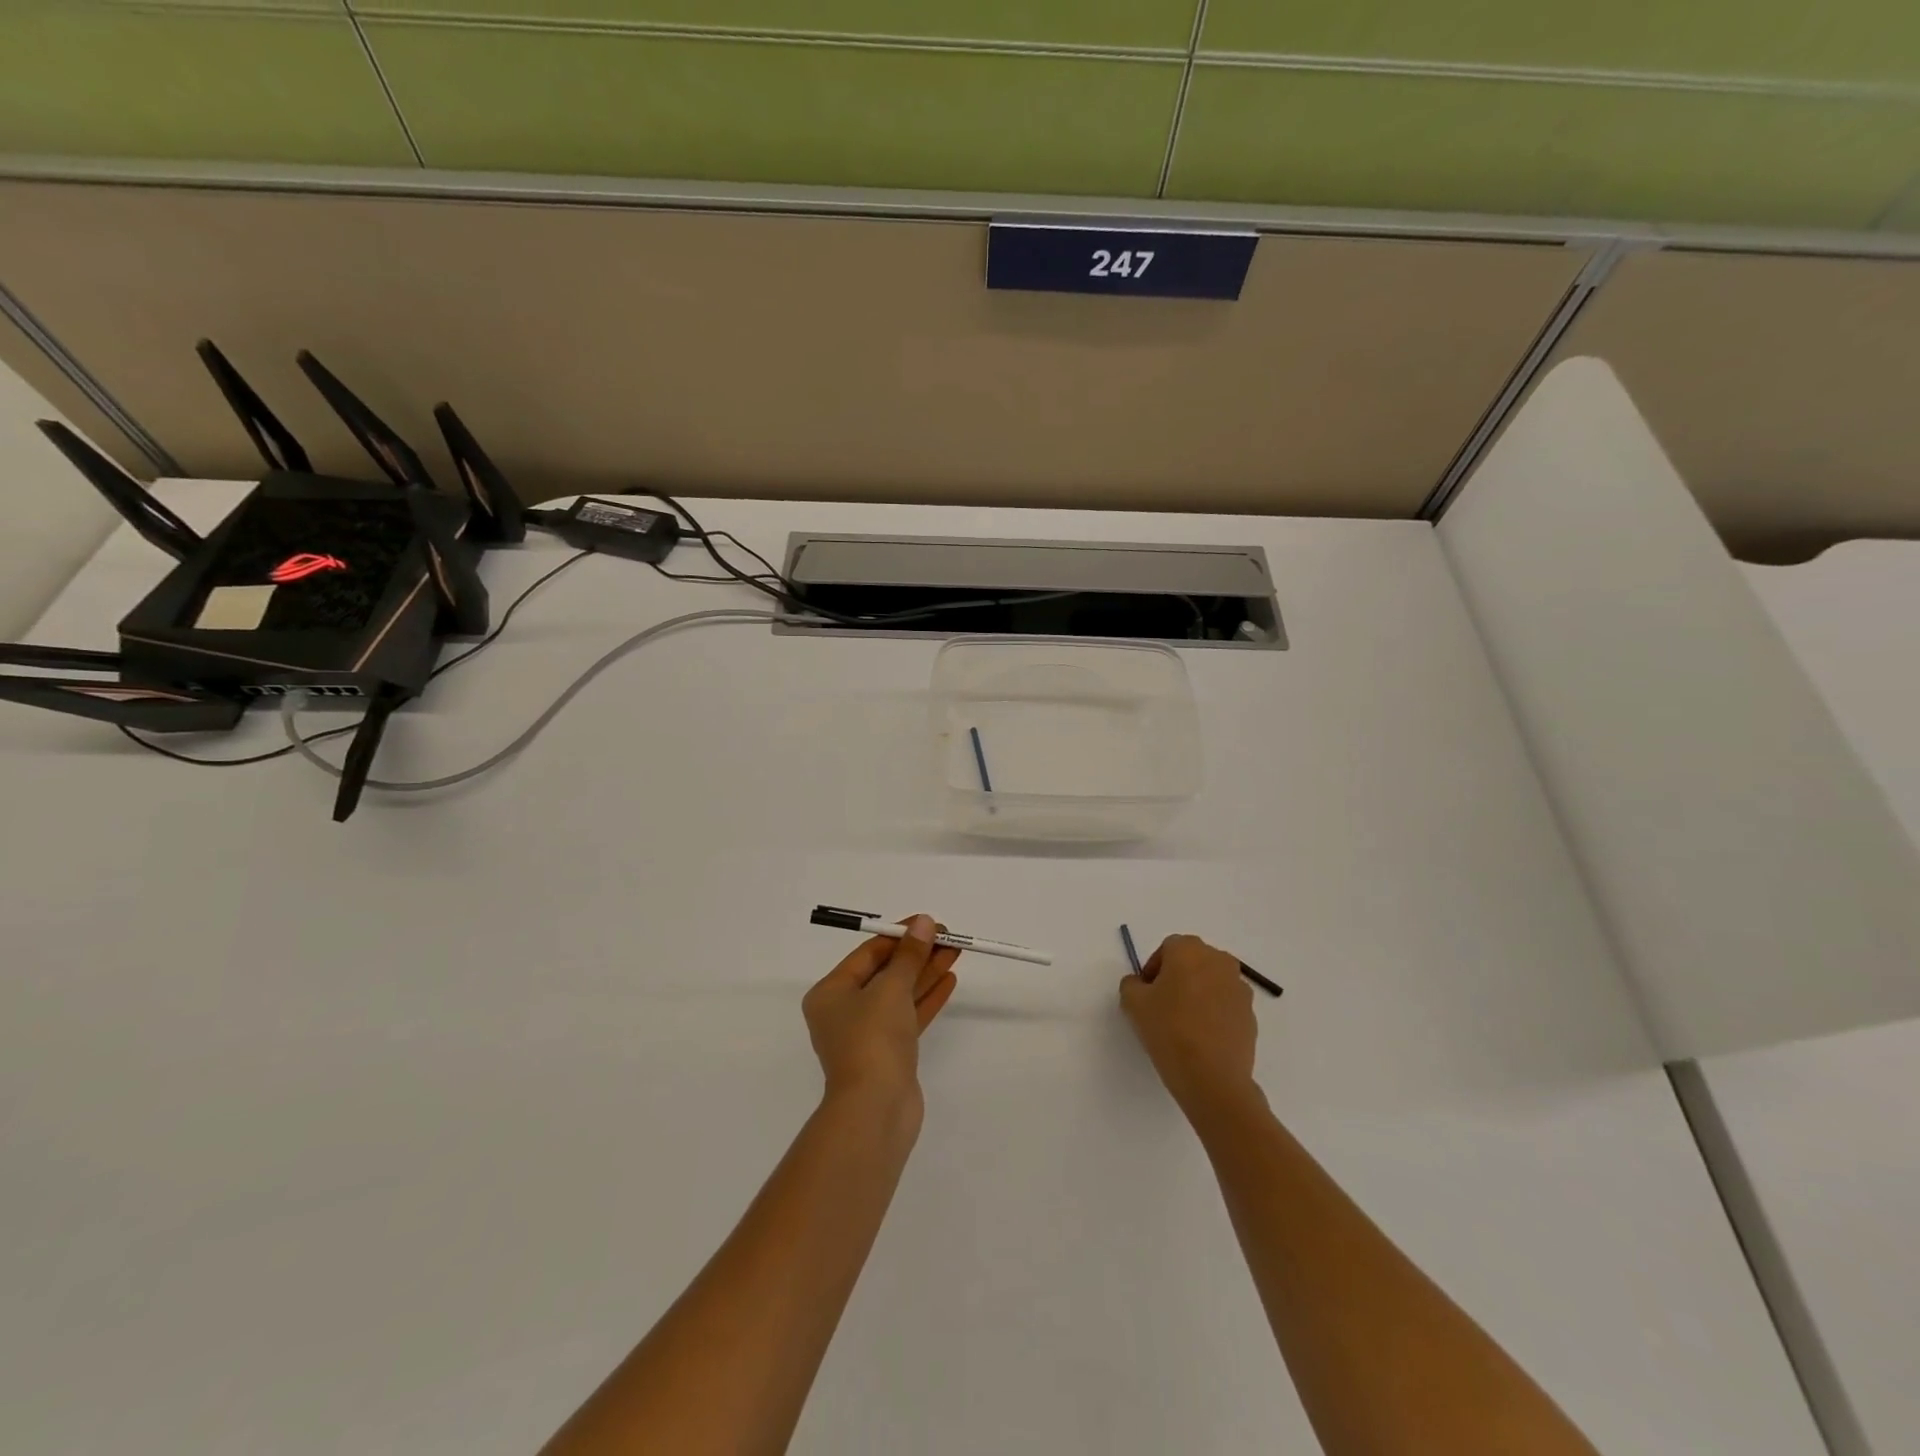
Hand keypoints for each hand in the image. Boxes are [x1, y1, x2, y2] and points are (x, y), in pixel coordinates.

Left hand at [803, 914, 959, 1115]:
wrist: (875, 1110)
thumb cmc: (873, 1040)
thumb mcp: (891, 988)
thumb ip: (910, 955)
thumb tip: (924, 923)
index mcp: (831, 993)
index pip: (868, 954)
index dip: (900, 936)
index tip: (929, 923)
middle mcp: (844, 1012)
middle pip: (885, 973)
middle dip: (917, 954)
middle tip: (949, 937)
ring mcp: (867, 1035)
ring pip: (900, 994)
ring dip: (926, 973)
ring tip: (955, 952)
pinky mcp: (889, 1054)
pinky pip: (908, 1016)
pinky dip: (927, 998)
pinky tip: (949, 980)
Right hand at [1119, 934, 1258, 1115]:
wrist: (1212, 1077)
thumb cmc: (1169, 1030)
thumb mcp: (1133, 1003)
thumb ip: (1131, 984)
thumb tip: (1141, 984)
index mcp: (1190, 950)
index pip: (1167, 948)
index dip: (1154, 969)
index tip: (1146, 993)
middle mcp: (1219, 960)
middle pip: (1192, 961)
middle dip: (1177, 977)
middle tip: (1162, 1005)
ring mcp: (1240, 988)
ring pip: (1211, 982)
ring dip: (1198, 994)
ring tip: (1183, 1023)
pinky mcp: (1251, 1014)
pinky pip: (1226, 1004)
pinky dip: (1214, 1013)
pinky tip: (1202, 1038)